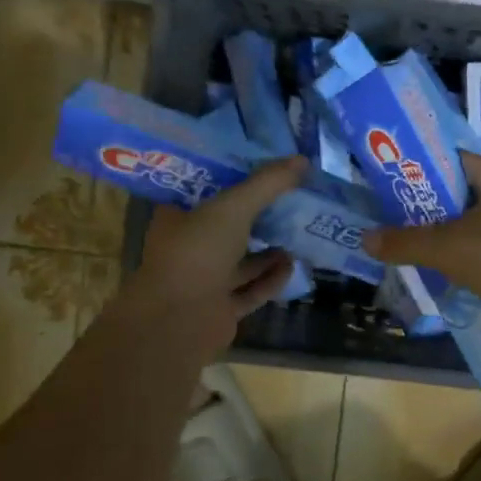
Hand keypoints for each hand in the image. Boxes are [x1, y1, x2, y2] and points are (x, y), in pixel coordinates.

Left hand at [128, 156, 307, 349]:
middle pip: (228, 226)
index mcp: (178, 217)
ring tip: (297, 232)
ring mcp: (203, 281)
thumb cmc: (198, 251)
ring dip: (268, 250)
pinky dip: (271, 279)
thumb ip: (268, 183)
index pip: (207, 191)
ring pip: (241, 261)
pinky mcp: (220, 309)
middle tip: (291, 199)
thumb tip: (302, 160)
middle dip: (258, 216)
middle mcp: (188, 247)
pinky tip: (292, 265)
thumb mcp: (234, 206)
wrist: (178, 321)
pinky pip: (250, 290)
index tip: (265, 168)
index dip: (235, 179)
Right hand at [366, 152, 480, 331]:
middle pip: (462, 193)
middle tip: (395, 218)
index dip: (423, 167)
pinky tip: (446, 271)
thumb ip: (406, 242)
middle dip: (429, 206)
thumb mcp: (449, 249)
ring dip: (447, 234)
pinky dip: (467, 255)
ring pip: (475, 223)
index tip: (393, 180)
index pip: (455, 159)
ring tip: (413, 246)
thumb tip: (366, 239)